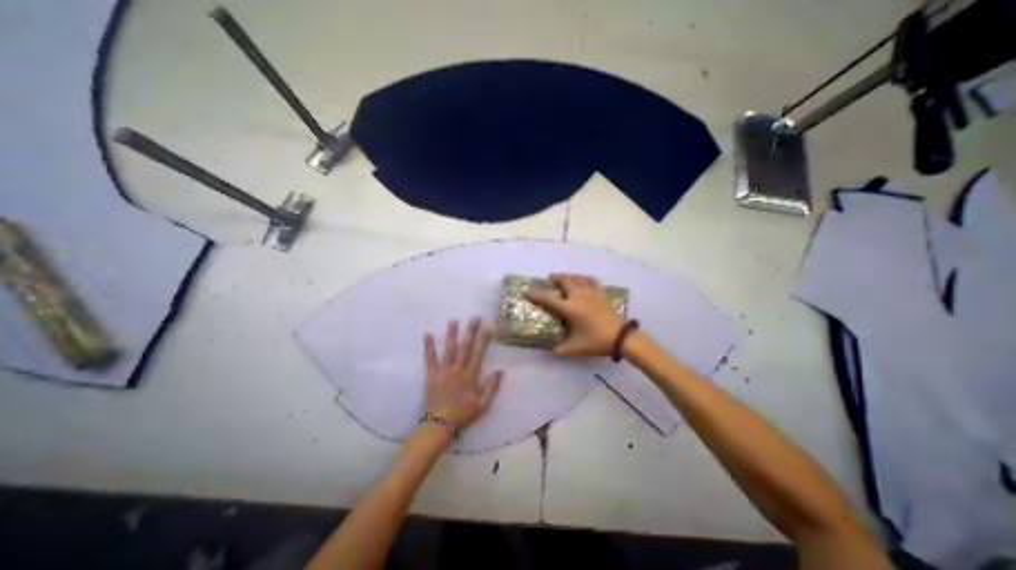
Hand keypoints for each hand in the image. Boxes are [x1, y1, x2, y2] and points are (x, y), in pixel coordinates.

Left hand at [424, 319, 501, 428]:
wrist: (439, 425)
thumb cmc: (463, 415)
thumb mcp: (482, 405)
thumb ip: (491, 387)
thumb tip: (500, 371)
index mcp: (470, 375)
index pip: (479, 353)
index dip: (484, 338)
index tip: (488, 326)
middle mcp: (458, 369)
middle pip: (465, 347)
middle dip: (470, 331)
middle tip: (474, 317)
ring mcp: (444, 371)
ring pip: (449, 349)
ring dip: (451, 334)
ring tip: (453, 320)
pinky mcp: (431, 375)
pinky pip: (430, 359)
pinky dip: (429, 347)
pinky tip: (428, 334)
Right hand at [529, 271, 622, 356]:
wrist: (620, 337)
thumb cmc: (596, 341)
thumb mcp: (575, 348)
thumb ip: (560, 349)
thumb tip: (551, 350)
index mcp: (569, 309)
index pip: (548, 299)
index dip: (535, 294)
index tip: (526, 290)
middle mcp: (578, 296)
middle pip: (564, 281)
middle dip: (556, 278)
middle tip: (550, 278)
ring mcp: (591, 293)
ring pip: (577, 278)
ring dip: (569, 276)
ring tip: (565, 277)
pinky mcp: (601, 293)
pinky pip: (592, 281)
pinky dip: (585, 278)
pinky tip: (584, 280)